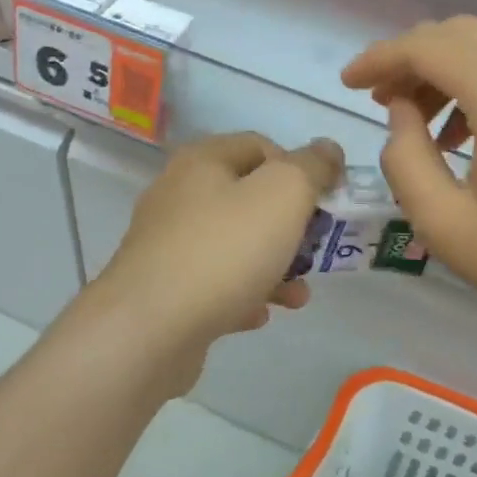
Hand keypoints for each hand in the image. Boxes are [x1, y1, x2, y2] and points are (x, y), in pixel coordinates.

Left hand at [96, 132, 344, 357]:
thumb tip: (328, 149)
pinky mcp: (164, 289)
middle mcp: (179, 195)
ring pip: (235, 245)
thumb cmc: (223, 251)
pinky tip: (258, 314)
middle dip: (291, 225)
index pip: (262, 146)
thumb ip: (312, 167)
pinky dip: (242, 294)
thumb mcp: (283, 195)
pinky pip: (214, 283)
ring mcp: (167, 244)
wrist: (148, 330)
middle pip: (249, 198)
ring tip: (298, 296)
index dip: (299, 168)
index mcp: (202, 161)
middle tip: (315, 250)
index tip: (324, 202)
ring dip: (274, 266)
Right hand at [342, 17, 476, 354]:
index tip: (347, 84)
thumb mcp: (446, 225)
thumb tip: (402, 113)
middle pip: (456, 34)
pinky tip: (465, 131)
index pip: (425, 47)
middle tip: (378, 102)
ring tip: (417, 122)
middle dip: (408, 61)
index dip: (378, 59)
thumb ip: (404, 158)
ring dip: (442, 70)